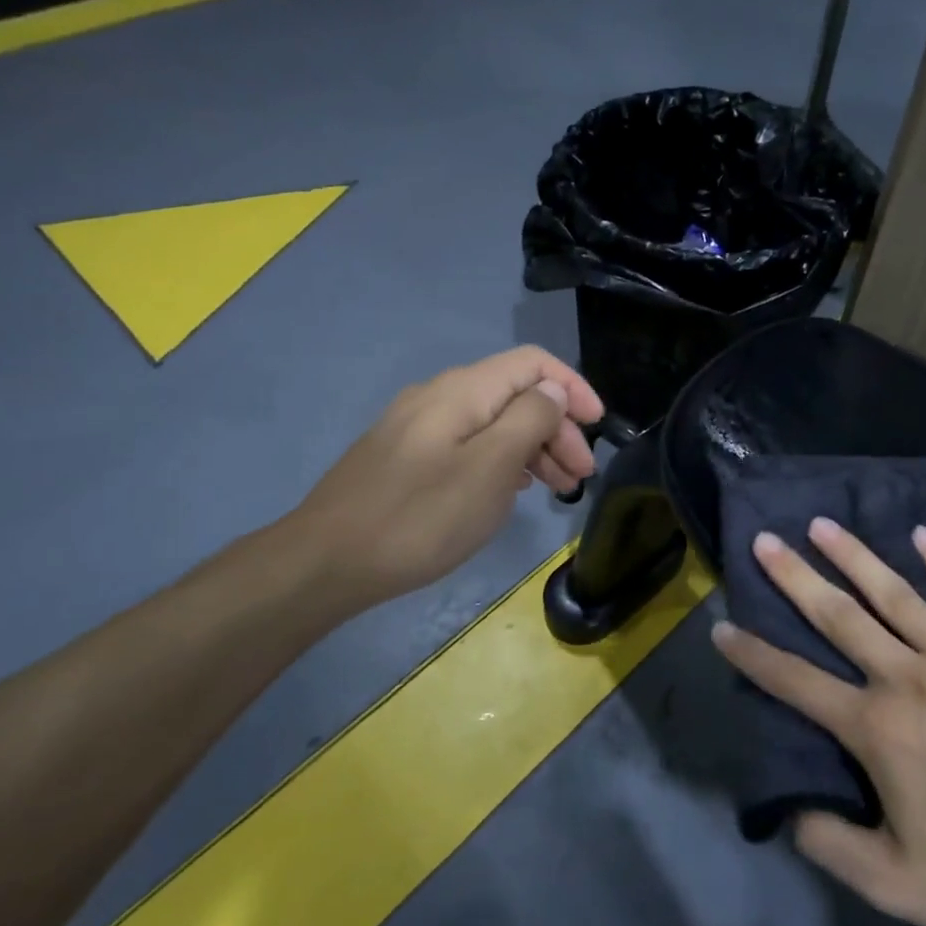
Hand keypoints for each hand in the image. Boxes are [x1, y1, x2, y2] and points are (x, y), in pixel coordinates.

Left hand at [286, 347, 603, 612]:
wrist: (326, 561)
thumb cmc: (420, 516)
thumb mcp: (490, 468)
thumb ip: (529, 420)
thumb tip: (551, 392)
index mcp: (463, 391)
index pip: (533, 363)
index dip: (572, 387)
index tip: (599, 426)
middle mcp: (440, 396)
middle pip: (515, 394)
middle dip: (557, 428)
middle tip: (580, 476)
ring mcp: (418, 426)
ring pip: (493, 422)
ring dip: (533, 447)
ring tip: (557, 489)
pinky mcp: (406, 456)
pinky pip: (469, 444)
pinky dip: (502, 460)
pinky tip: (512, 489)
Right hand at [713, 519, 925, 925]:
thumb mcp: (896, 886)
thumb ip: (831, 845)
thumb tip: (791, 809)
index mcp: (878, 731)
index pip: (796, 683)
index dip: (753, 654)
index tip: (722, 626)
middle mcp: (911, 680)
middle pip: (841, 618)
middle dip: (796, 577)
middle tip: (766, 540)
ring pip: (899, 597)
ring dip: (857, 557)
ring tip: (824, 524)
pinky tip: (924, 534)